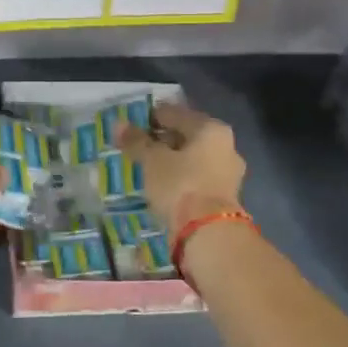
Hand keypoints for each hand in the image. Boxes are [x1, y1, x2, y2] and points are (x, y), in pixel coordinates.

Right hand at [115, 104, 245, 229]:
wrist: (210, 233)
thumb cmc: (180, 185)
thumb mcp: (152, 161)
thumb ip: (136, 141)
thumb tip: (119, 124)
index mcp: (211, 128)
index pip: (176, 113)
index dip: (152, 117)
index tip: (132, 125)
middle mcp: (226, 146)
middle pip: (187, 136)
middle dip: (163, 140)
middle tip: (138, 146)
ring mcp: (228, 173)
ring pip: (193, 159)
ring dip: (172, 161)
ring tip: (148, 167)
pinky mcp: (224, 197)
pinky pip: (197, 178)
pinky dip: (181, 178)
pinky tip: (163, 185)